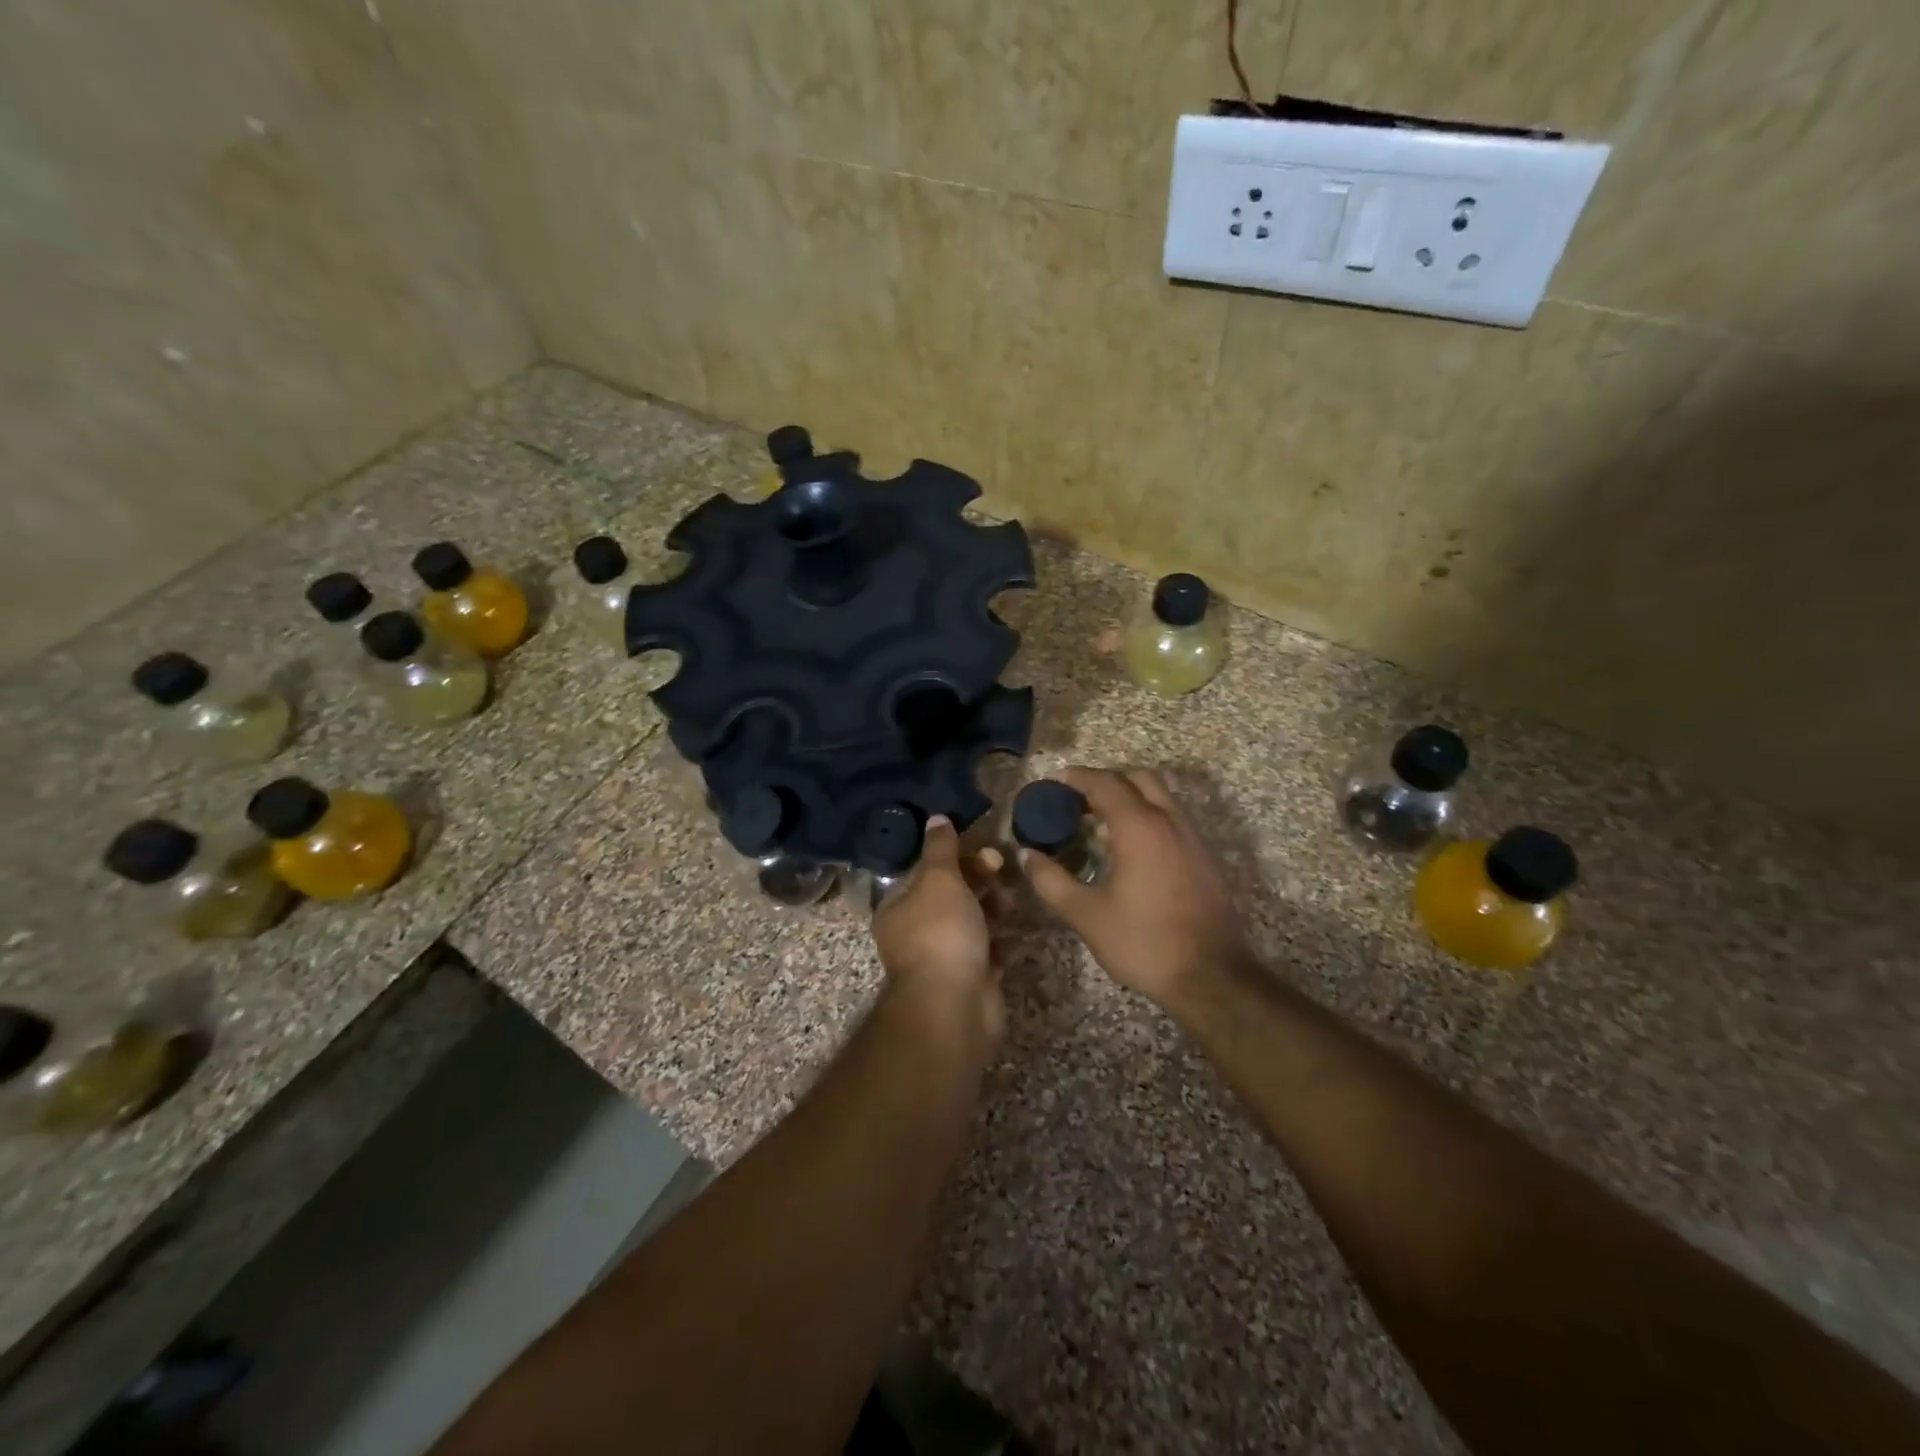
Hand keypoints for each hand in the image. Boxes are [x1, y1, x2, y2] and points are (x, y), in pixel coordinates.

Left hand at [872, 816, 1004, 1045]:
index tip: (984, 850)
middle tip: (1002, 871)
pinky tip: (1019, 933)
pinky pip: (989, 953)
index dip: (956, 857)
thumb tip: (936, 817)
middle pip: (952, 896)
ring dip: (995, 909)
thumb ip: (941, 848)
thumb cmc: (941, 933)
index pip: (927, 872)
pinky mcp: (971, 980)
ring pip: (973, 924)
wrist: (954, 1007)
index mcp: (900, 908)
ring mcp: (944, 959)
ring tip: (1013, 904)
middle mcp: (917, 933)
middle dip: (980, 881)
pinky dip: (1003, 942)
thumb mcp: (939, 880)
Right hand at [1020, 766, 1251, 1009]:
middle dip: (1107, 780)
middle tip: (1078, 799)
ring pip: (1160, 797)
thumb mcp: (1086, 914)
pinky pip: (1172, 819)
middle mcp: (1169, 821)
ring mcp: (1192, 838)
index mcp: (1139, 827)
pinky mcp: (1204, 858)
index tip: (1055, 780)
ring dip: (1130, 797)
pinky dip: (1148, 817)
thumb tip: (1027, 855)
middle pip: (1138, 778)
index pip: (1105, 783)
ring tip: (1100, 823)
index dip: (1077, 777)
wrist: (1211, 977)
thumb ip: (1051, 881)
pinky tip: (1130, 849)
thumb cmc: (1143, 941)